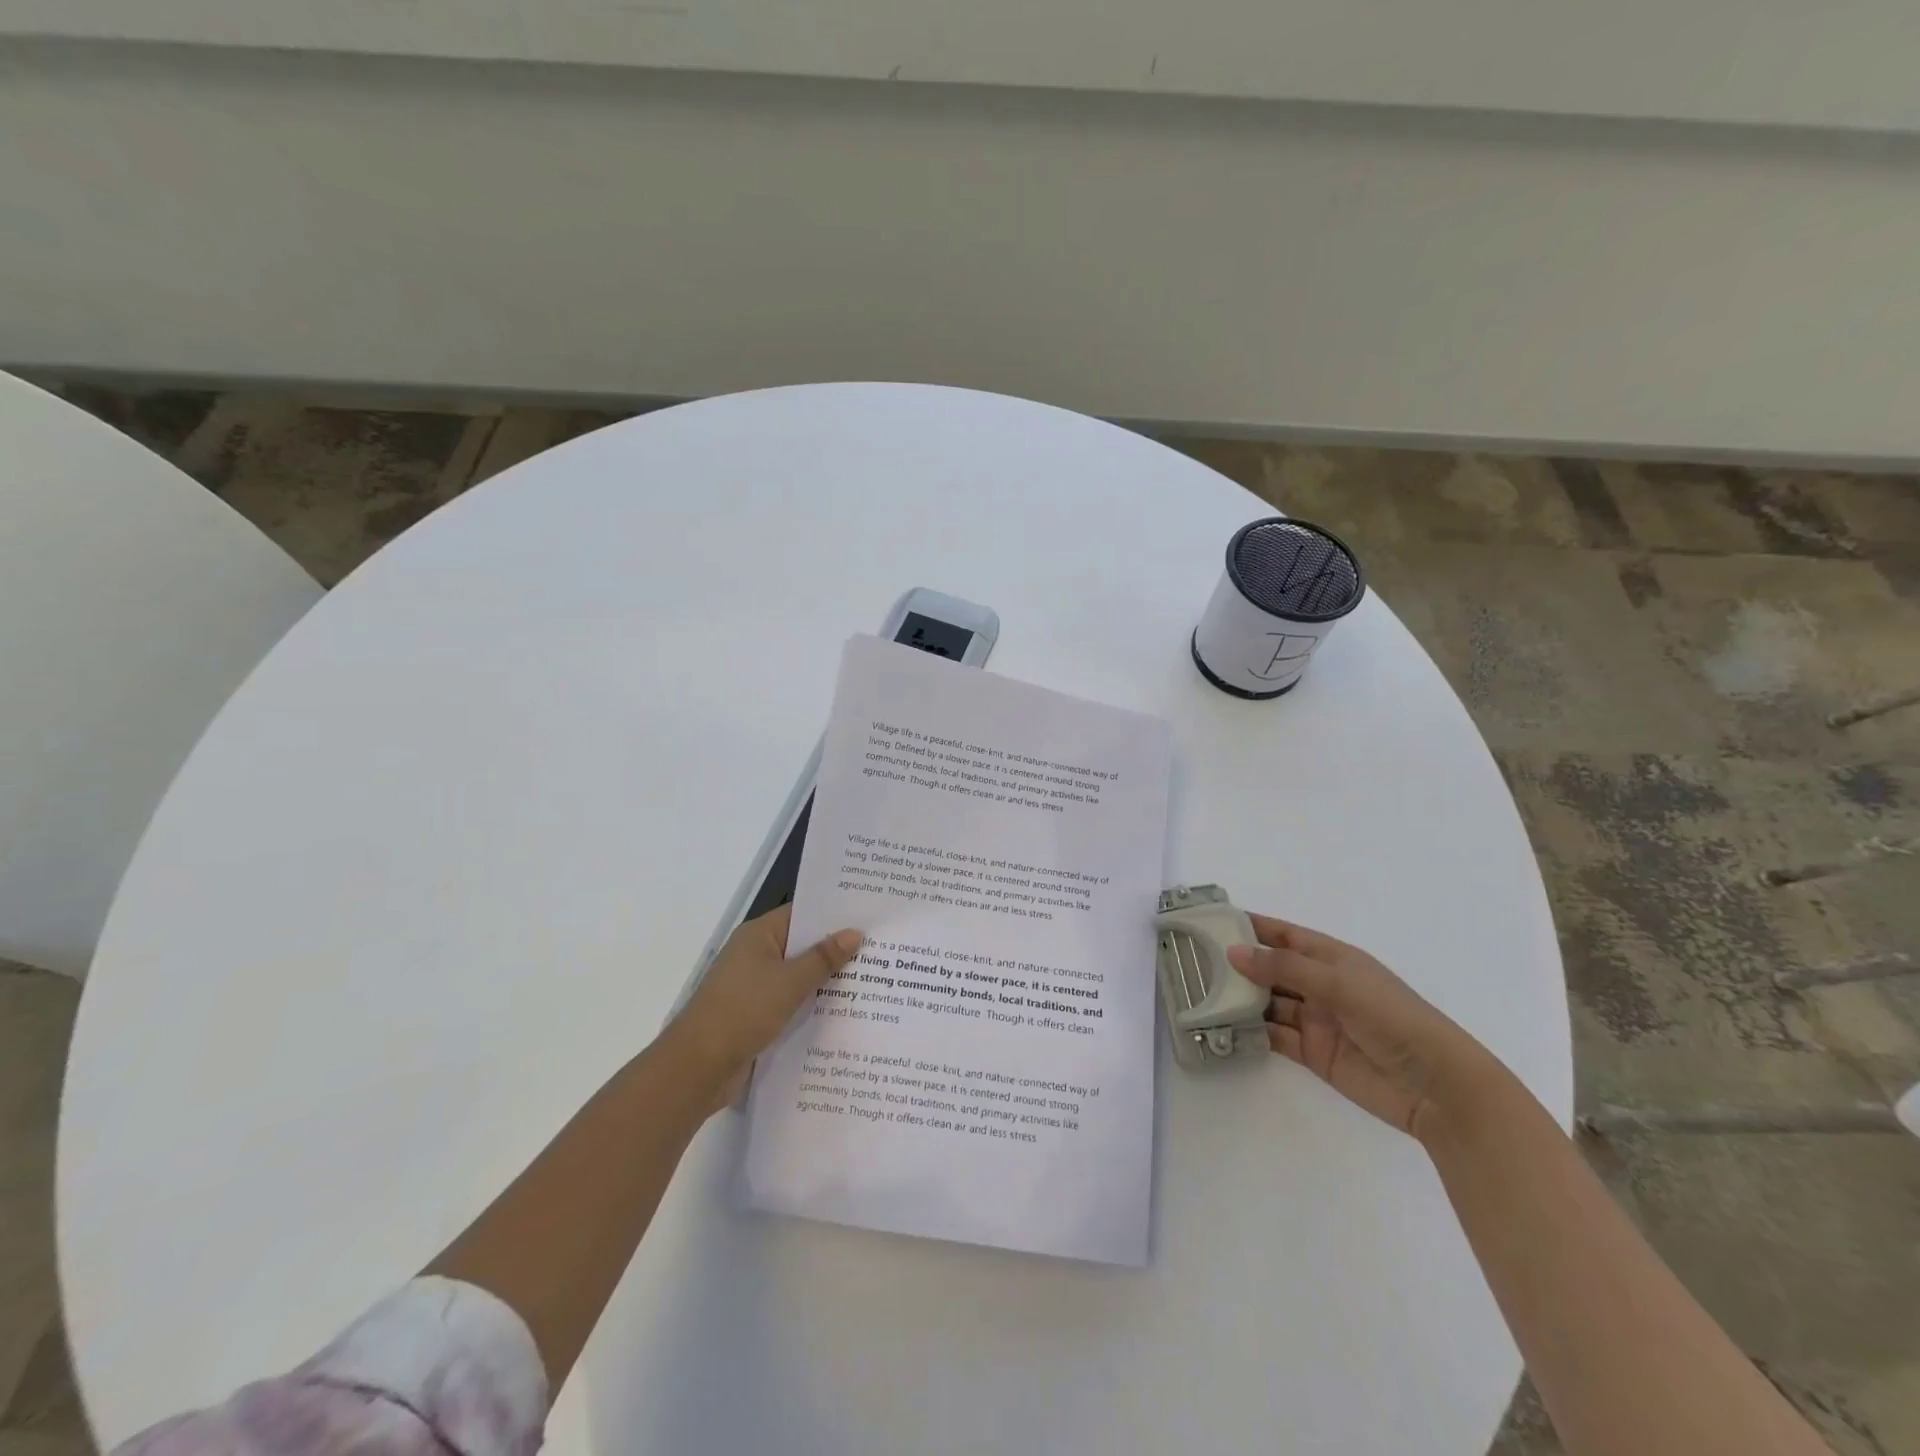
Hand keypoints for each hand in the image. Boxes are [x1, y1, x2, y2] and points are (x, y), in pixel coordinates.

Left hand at [671, 905, 862, 1086]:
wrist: (697, 1068)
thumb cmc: (743, 1011)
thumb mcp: (790, 982)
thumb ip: (824, 957)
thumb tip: (854, 932)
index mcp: (758, 935)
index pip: (802, 914)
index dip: (833, 914)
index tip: (868, 915)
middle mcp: (755, 955)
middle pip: (802, 945)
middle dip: (836, 949)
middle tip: (879, 948)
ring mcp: (754, 986)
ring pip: (798, 976)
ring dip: (826, 980)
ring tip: (872, 979)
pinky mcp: (755, 1015)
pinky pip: (791, 1001)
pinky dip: (811, 1004)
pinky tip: (843, 1011)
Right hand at [1226, 914, 1503, 1140]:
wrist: (1436, 1086)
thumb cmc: (1392, 1017)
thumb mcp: (1338, 982)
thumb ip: (1284, 967)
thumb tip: (1232, 952)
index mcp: (1332, 958)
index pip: (1283, 935)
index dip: (1251, 926)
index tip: (1212, 920)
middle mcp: (1321, 985)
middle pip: (1271, 969)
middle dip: (1237, 964)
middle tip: (1193, 960)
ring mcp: (1316, 1020)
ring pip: (1268, 1003)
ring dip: (1240, 999)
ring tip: (1199, 994)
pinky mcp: (1313, 1053)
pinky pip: (1274, 1036)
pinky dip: (1251, 1032)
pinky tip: (1223, 1028)